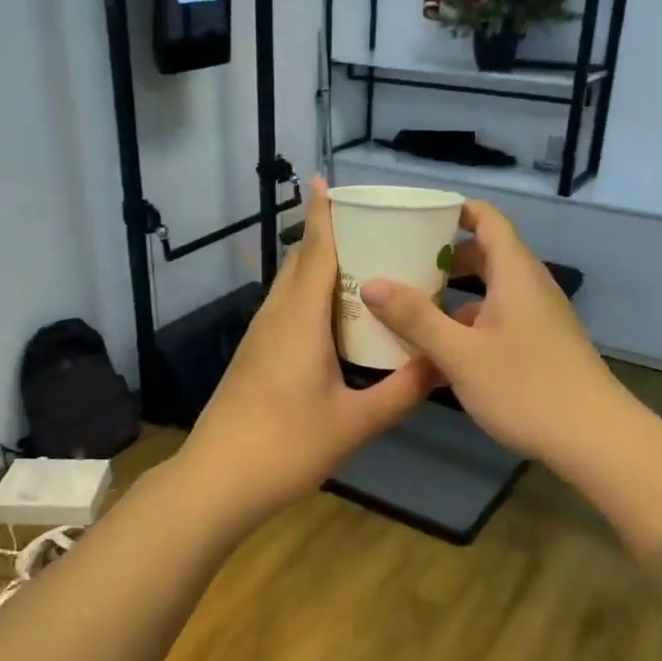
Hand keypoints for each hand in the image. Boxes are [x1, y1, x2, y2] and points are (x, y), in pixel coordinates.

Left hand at [174, 177, 437, 526]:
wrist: (217, 481)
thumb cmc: (285, 446)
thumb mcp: (354, 423)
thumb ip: (401, 392)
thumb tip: (444, 365)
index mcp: (299, 320)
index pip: (314, 251)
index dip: (322, 214)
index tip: (327, 179)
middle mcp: (275, 317)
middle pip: (300, 262)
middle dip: (328, 235)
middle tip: (372, 225)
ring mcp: (260, 337)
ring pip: (290, 287)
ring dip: (318, 266)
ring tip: (362, 262)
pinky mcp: (255, 356)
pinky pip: (286, 309)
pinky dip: (310, 296)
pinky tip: (334, 316)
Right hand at [360, 199, 624, 465]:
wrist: (595, 440)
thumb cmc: (526, 387)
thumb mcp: (460, 354)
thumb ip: (414, 318)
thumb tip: (370, 283)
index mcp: (515, 274)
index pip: (487, 219)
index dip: (454, 210)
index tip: (414, 216)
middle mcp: (528, 288)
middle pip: (485, 255)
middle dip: (443, 256)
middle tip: (401, 264)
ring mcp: (536, 320)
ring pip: (489, 294)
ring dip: (451, 297)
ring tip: (408, 310)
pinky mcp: (538, 348)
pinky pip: (495, 323)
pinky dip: (466, 327)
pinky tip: (436, 356)